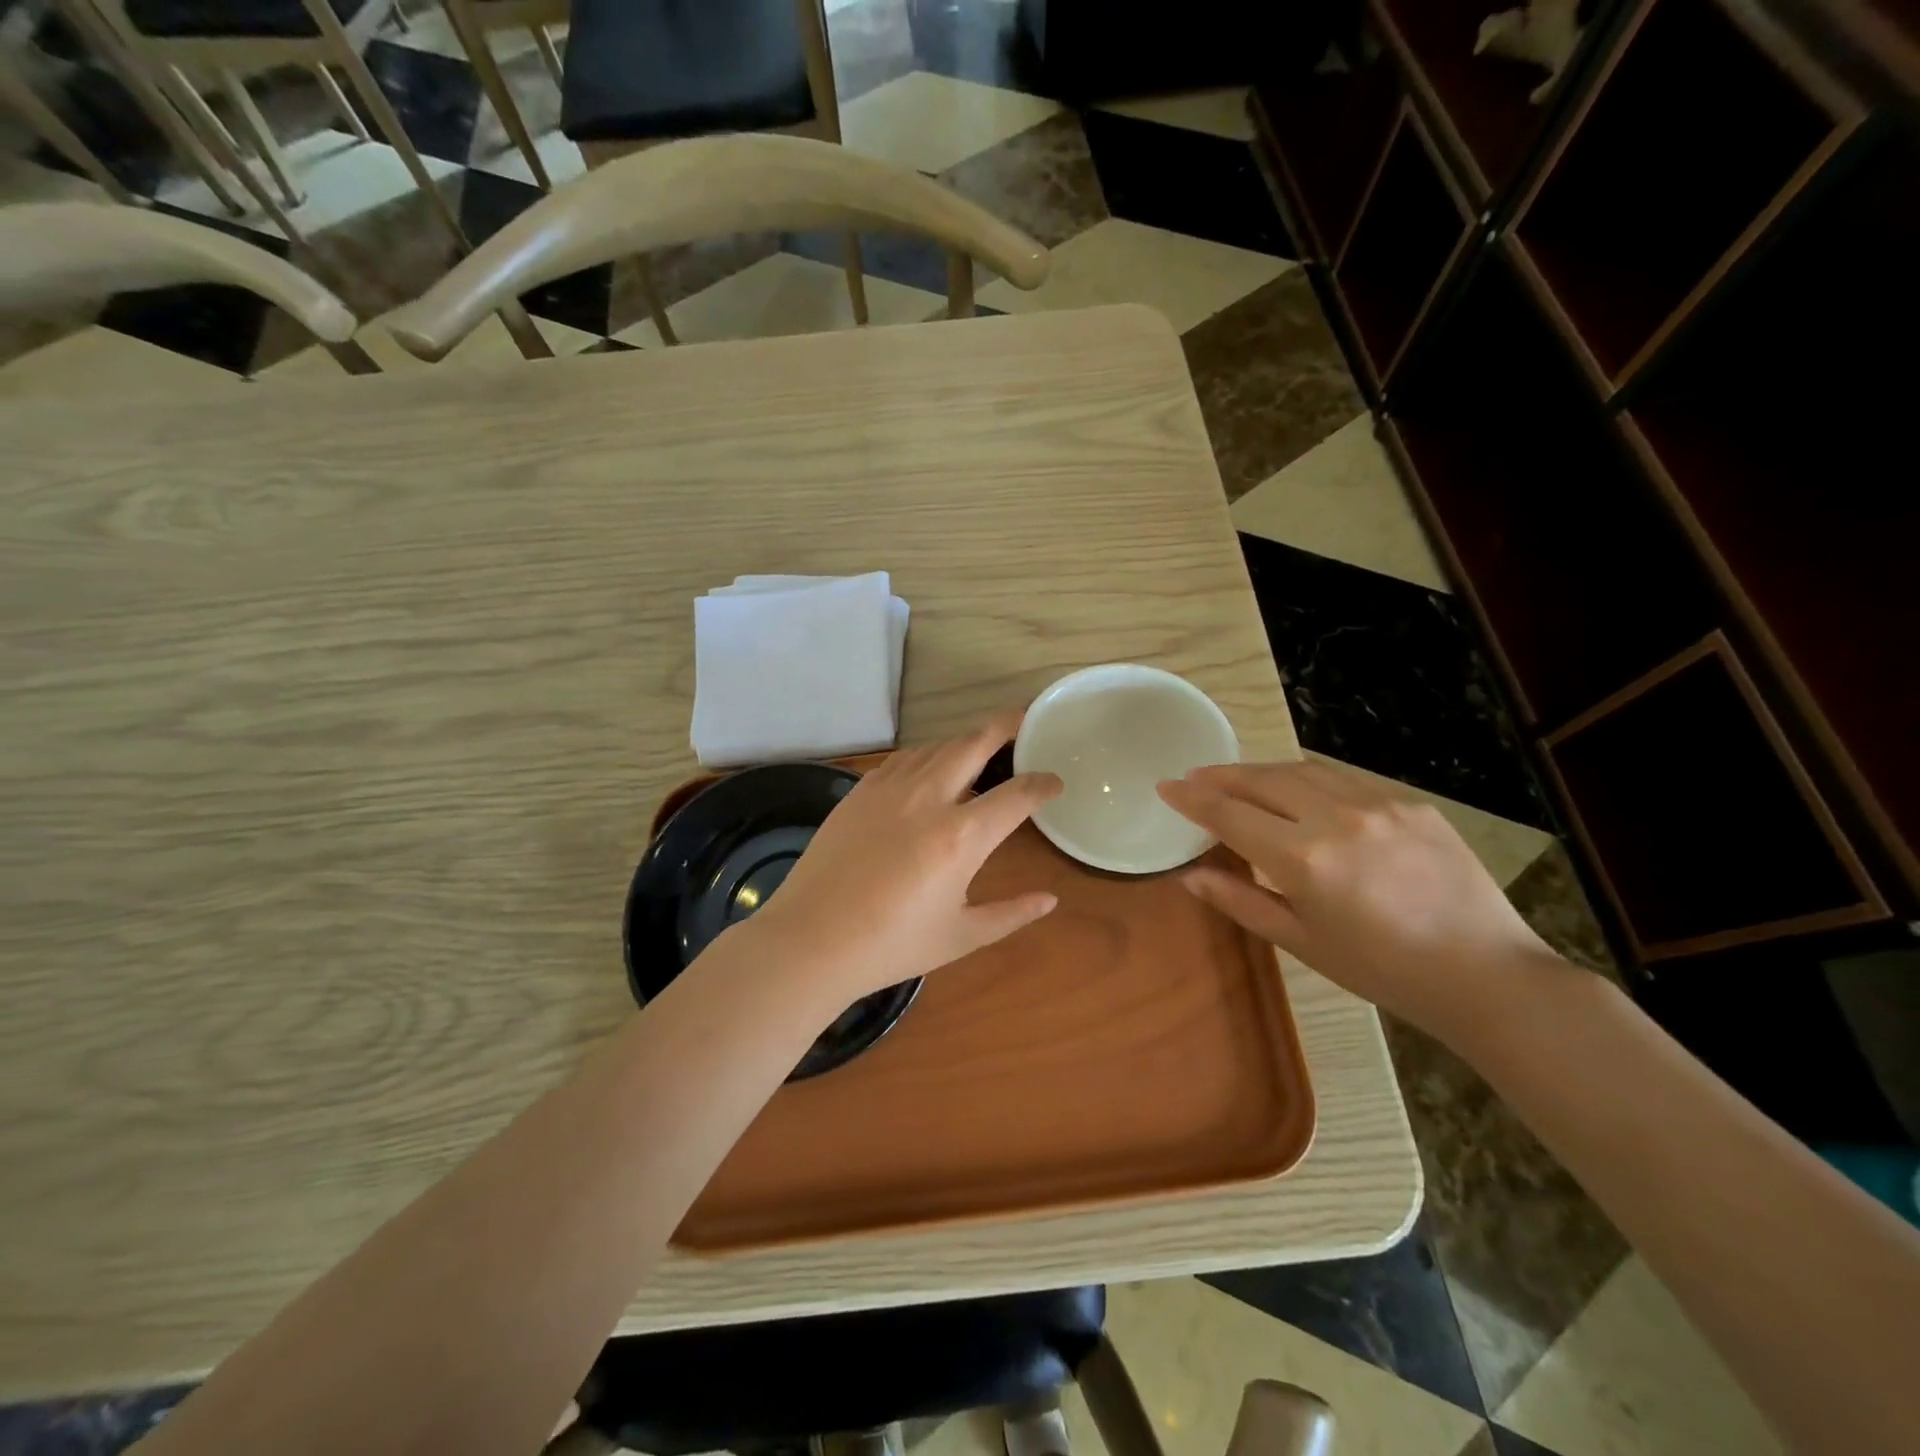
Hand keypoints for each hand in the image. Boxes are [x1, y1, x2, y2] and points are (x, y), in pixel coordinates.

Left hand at [745, 713, 1063, 1011]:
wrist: (810, 940)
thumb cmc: (891, 945)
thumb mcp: (961, 936)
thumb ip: (1011, 913)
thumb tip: (1051, 899)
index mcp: (962, 836)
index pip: (1017, 794)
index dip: (1043, 784)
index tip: (1055, 783)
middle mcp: (930, 798)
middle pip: (975, 743)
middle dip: (1007, 726)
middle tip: (1025, 721)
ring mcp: (890, 788)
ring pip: (938, 746)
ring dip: (965, 741)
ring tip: (980, 747)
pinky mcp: (860, 790)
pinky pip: (903, 759)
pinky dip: (927, 755)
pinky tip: (930, 768)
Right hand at [1157, 760, 1559, 1041]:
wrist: (1485, 973)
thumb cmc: (1382, 970)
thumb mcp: (1301, 943)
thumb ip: (1240, 901)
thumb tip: (1190, 875)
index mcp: (1304, 859)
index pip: (1229, 814)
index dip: (1192, 798)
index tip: (1166, 785)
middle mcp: (1336, 818)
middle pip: (1262, 780)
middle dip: (1221, 776)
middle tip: (1195, 777)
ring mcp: (1379, 804)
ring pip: (1302, 770)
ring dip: (1262, 771)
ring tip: (1239, 779)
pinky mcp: (1410, 802)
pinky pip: (1345, 778)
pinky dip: (1310, 778)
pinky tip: (1301, 791)